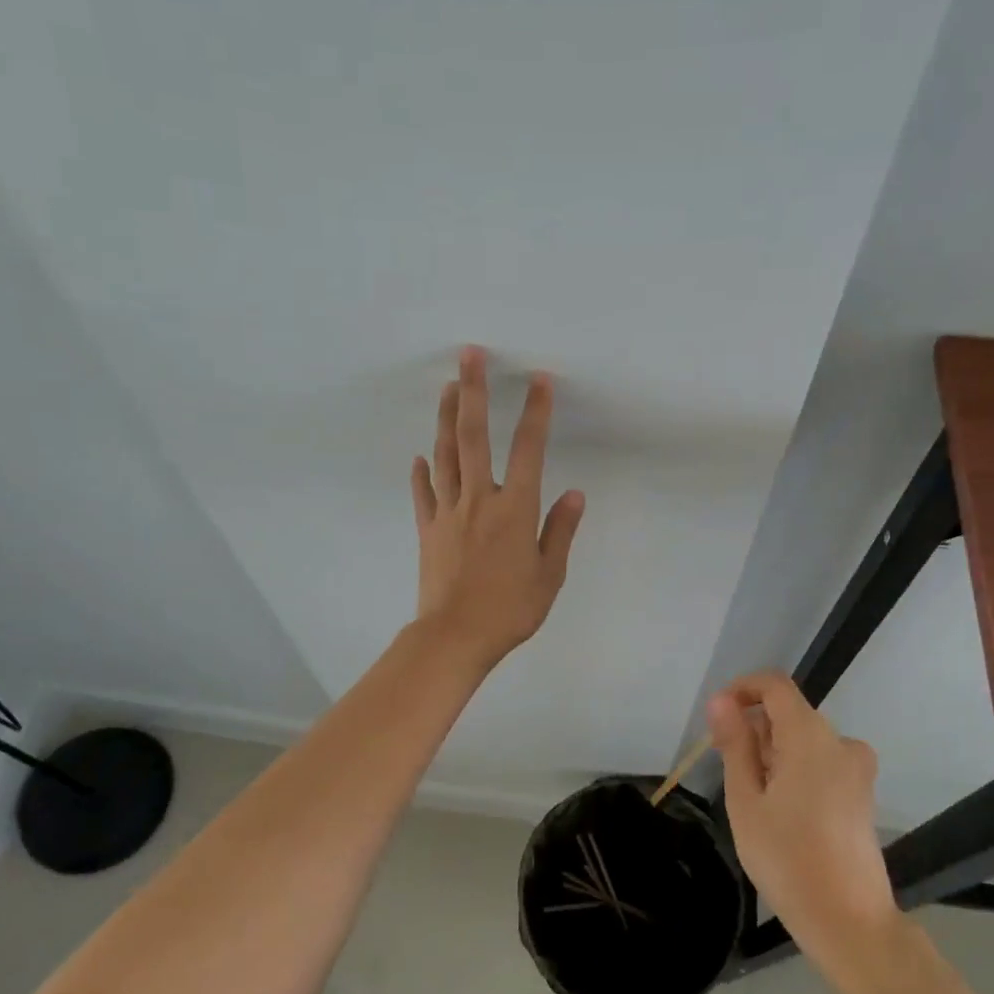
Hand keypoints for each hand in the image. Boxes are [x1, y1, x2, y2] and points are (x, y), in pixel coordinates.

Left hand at [410, 347, 584, 668]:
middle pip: (473, 436)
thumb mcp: (549, 575)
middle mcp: (480, 500)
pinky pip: (423, 493)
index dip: (536, 413)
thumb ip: (560, 531)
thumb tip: (573, 494)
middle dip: (473, 391)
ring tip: (447, 388)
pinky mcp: (427, 530)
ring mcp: (448, 513)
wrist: (454, 637)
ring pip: (445, 456)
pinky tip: (420, 456)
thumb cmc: (510, 610)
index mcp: (515, 509)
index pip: (528, 450)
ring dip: (445, 418)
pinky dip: (421, 472)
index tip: (539, 381)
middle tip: (469, 356)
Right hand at [708, 673, 896, 957]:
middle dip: (754, 728)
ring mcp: (857, 768)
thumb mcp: (746, 800)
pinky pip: (822, 760)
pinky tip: (782, 810)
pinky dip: (795, 768)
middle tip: (727, 769)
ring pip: (804, 739)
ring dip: (773, 752)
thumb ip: (735, 744)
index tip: (718, 719)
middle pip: (789, 713)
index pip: (775, 685)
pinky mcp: (862, 791)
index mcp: (811, 737)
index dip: (742, 689)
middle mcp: (841, 742)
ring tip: (754, 798)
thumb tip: (721, 701)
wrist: (849, 921)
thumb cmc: (787, 859)